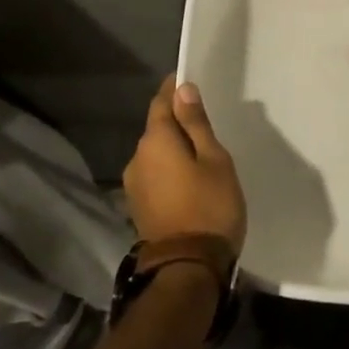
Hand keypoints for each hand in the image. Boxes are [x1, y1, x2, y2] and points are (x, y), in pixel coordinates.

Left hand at [124, 78, 246, 254]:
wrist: (187, 268)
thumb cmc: (209, 206)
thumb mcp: (214, 159)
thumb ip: (196, 123)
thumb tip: (183, 89)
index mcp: (155, 141)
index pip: (161, 102)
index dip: (173, 89)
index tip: (187, 80)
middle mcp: (137, 158)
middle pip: (157, 128)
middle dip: (176, 119)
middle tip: (204, 119)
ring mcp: (134, 185)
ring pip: (155, 153)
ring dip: (173, 146)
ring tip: (200, 151)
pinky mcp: (138, 206)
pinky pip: (154, 173)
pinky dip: (169, 167)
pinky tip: (188, 176)